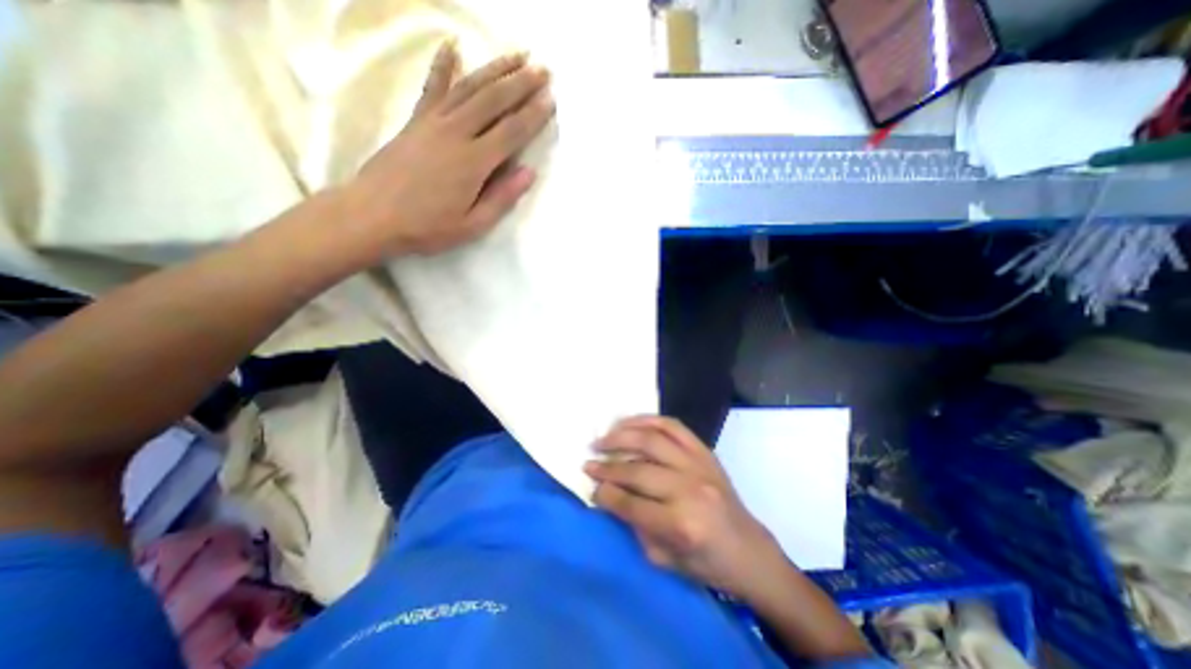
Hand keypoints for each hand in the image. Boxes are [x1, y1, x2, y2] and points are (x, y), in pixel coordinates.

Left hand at [339, 39, 552, 255]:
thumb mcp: (472, 225)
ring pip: (469, 87)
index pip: (512, 132)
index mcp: (473, 162)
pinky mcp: (416, 120)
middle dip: (521, 83)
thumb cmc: (427, 227)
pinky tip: (452, 45)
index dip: (534, 115)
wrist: (372, 216)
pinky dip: (443, 64)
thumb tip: (529, 173)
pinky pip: (433, 87)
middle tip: (543, 70)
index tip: (551, 100)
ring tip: (517, 56)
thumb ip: (502, 198)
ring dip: (495, 68)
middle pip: (494, 100)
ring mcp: (433, 122)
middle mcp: (456, 133)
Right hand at [585, 414, 783, 596]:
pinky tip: (630, 423)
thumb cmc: (707, 563)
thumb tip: (608, 495)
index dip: (605, 494)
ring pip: (652, 440)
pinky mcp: (705, 451)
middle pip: (638, 470)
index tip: (590, 486)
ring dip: (622, 436)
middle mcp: (689, 489)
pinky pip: (673, 426)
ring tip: (602, 438)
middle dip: (607, 466)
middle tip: (588, 462)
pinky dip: (648, 420)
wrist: (749, 550)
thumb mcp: (664, 560)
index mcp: (681, 525)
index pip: (631, 504)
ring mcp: (699, 465)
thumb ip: (634, 526)